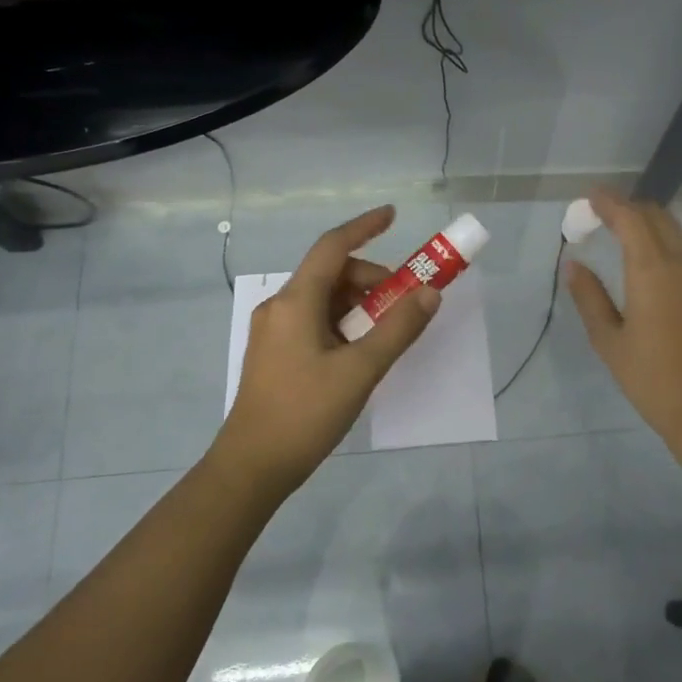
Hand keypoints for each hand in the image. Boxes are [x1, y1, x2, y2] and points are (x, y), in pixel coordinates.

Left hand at [210, 206, 440, 495]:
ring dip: (359, 303)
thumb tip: (429, 293)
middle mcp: (280, 307)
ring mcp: (274, 331)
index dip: (364, 226)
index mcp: (295, 301)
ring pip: (324, 299)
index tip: (394, 215)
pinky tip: (361, 350)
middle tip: (405, 302)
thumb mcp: (360, 370)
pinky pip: (315, 321)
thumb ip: (398, 328)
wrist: (252, 466)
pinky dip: (343, 322)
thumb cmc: (305, 413)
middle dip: (372, 279)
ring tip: (387, 331)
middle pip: (331, 274)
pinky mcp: (275, 353)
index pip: (333, 246)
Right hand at [566, 191, 681, 451]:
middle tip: (600, 214)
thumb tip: (574, 264)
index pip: (631, 220)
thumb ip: (589, 297)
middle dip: (628, 208)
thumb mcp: (609, 340)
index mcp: (654, 272)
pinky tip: (644, 261)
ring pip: (674, 232)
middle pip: (657, 217)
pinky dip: (661, 243)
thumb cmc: (651, 378)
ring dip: (647, 224)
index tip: (590, 196)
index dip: (609, 203)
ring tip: (619, 234)